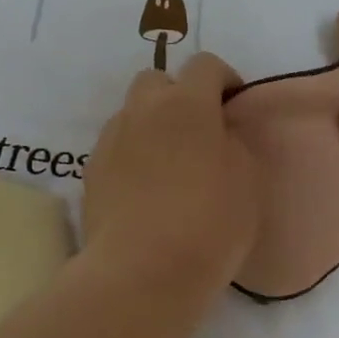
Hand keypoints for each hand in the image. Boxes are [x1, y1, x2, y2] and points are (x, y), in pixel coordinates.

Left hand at [82, 51, 262, 298]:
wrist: (141, 272)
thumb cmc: (208, 223)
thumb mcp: (247, 180)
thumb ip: (233, 143)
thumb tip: (218, 133)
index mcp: (187, 103)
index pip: (205, 65)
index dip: (224, 80)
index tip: (234, 107)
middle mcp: (143, 110)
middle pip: (157, 80)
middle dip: (178, 95)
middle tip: (197, 132)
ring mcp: (111, 139)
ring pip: (132, 113)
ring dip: (151, 124)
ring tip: (168, 163)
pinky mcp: (91, 171)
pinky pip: (116, 146)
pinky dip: (131, 154)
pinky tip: (144, 189)